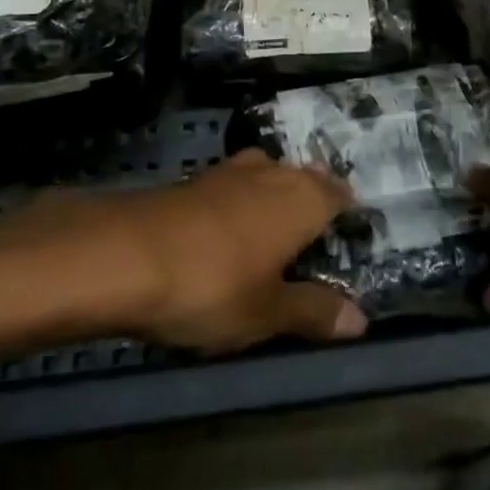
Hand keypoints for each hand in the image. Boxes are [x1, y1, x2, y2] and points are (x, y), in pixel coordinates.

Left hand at [92, 150, 367, 352]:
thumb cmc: (213, 284)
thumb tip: (361, 319)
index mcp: (303, 198)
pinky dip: (241, 205)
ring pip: (269, 178)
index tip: (351, 242)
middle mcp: (274, 172)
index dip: (348, 216)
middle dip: (312, 205)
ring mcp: (232, 170)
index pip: (340, 194)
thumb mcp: (267, 312)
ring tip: (274, 241)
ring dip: (275, 202)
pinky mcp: (198, 179)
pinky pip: (236, 186)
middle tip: (314, 248)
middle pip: (306, 180)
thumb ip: (314, 311)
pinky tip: (230, 234)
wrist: (127, 253)